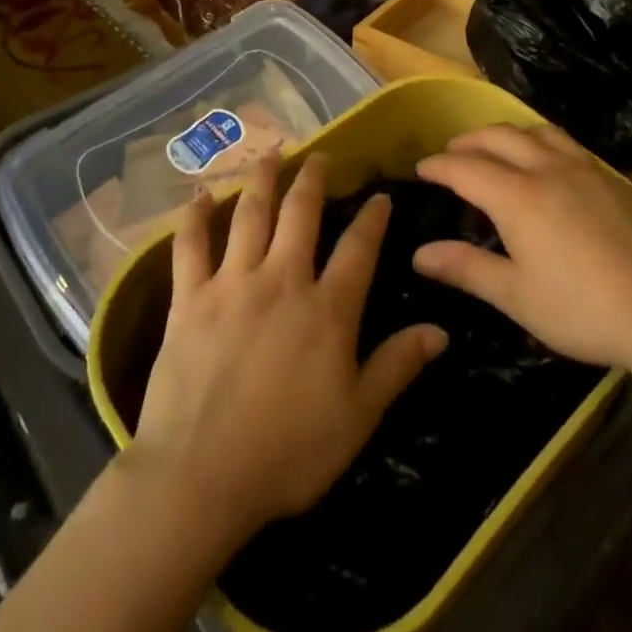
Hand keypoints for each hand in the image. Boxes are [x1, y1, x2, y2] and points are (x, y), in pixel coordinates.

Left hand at [125, 153, 447, 547]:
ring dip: (261, 180)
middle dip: (313, 179)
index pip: (359, 248)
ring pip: (250, 215)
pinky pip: (190, 246)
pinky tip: (198, 197)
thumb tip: (441, 330)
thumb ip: (398, 366)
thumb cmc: (288, 453)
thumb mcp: (358, 417)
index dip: (373, 218)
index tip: (380, 196)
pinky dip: (194, 218)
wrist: (200, 476)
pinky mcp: (190, 298)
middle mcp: (282, 280)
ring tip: (270, 155)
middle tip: (320, 156)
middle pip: (301, 214)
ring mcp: (232, 283)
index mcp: (327, 308)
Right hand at [413, 124, 631, 377]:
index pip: (465, 167)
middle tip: (451, 154)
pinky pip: (565, 142)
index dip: (438, 165)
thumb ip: (466, 268)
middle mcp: (547, 168)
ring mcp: (584, 167)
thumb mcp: (516, 296)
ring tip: (494, 149)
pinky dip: (540, 141)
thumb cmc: (584, 310)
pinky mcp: (612, 176)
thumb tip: (419, 253)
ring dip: (505, 133)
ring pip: (535, 130)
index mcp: (517, 196)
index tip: (421, 168)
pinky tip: (547, 164)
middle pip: (498, 137)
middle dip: (468, 141)